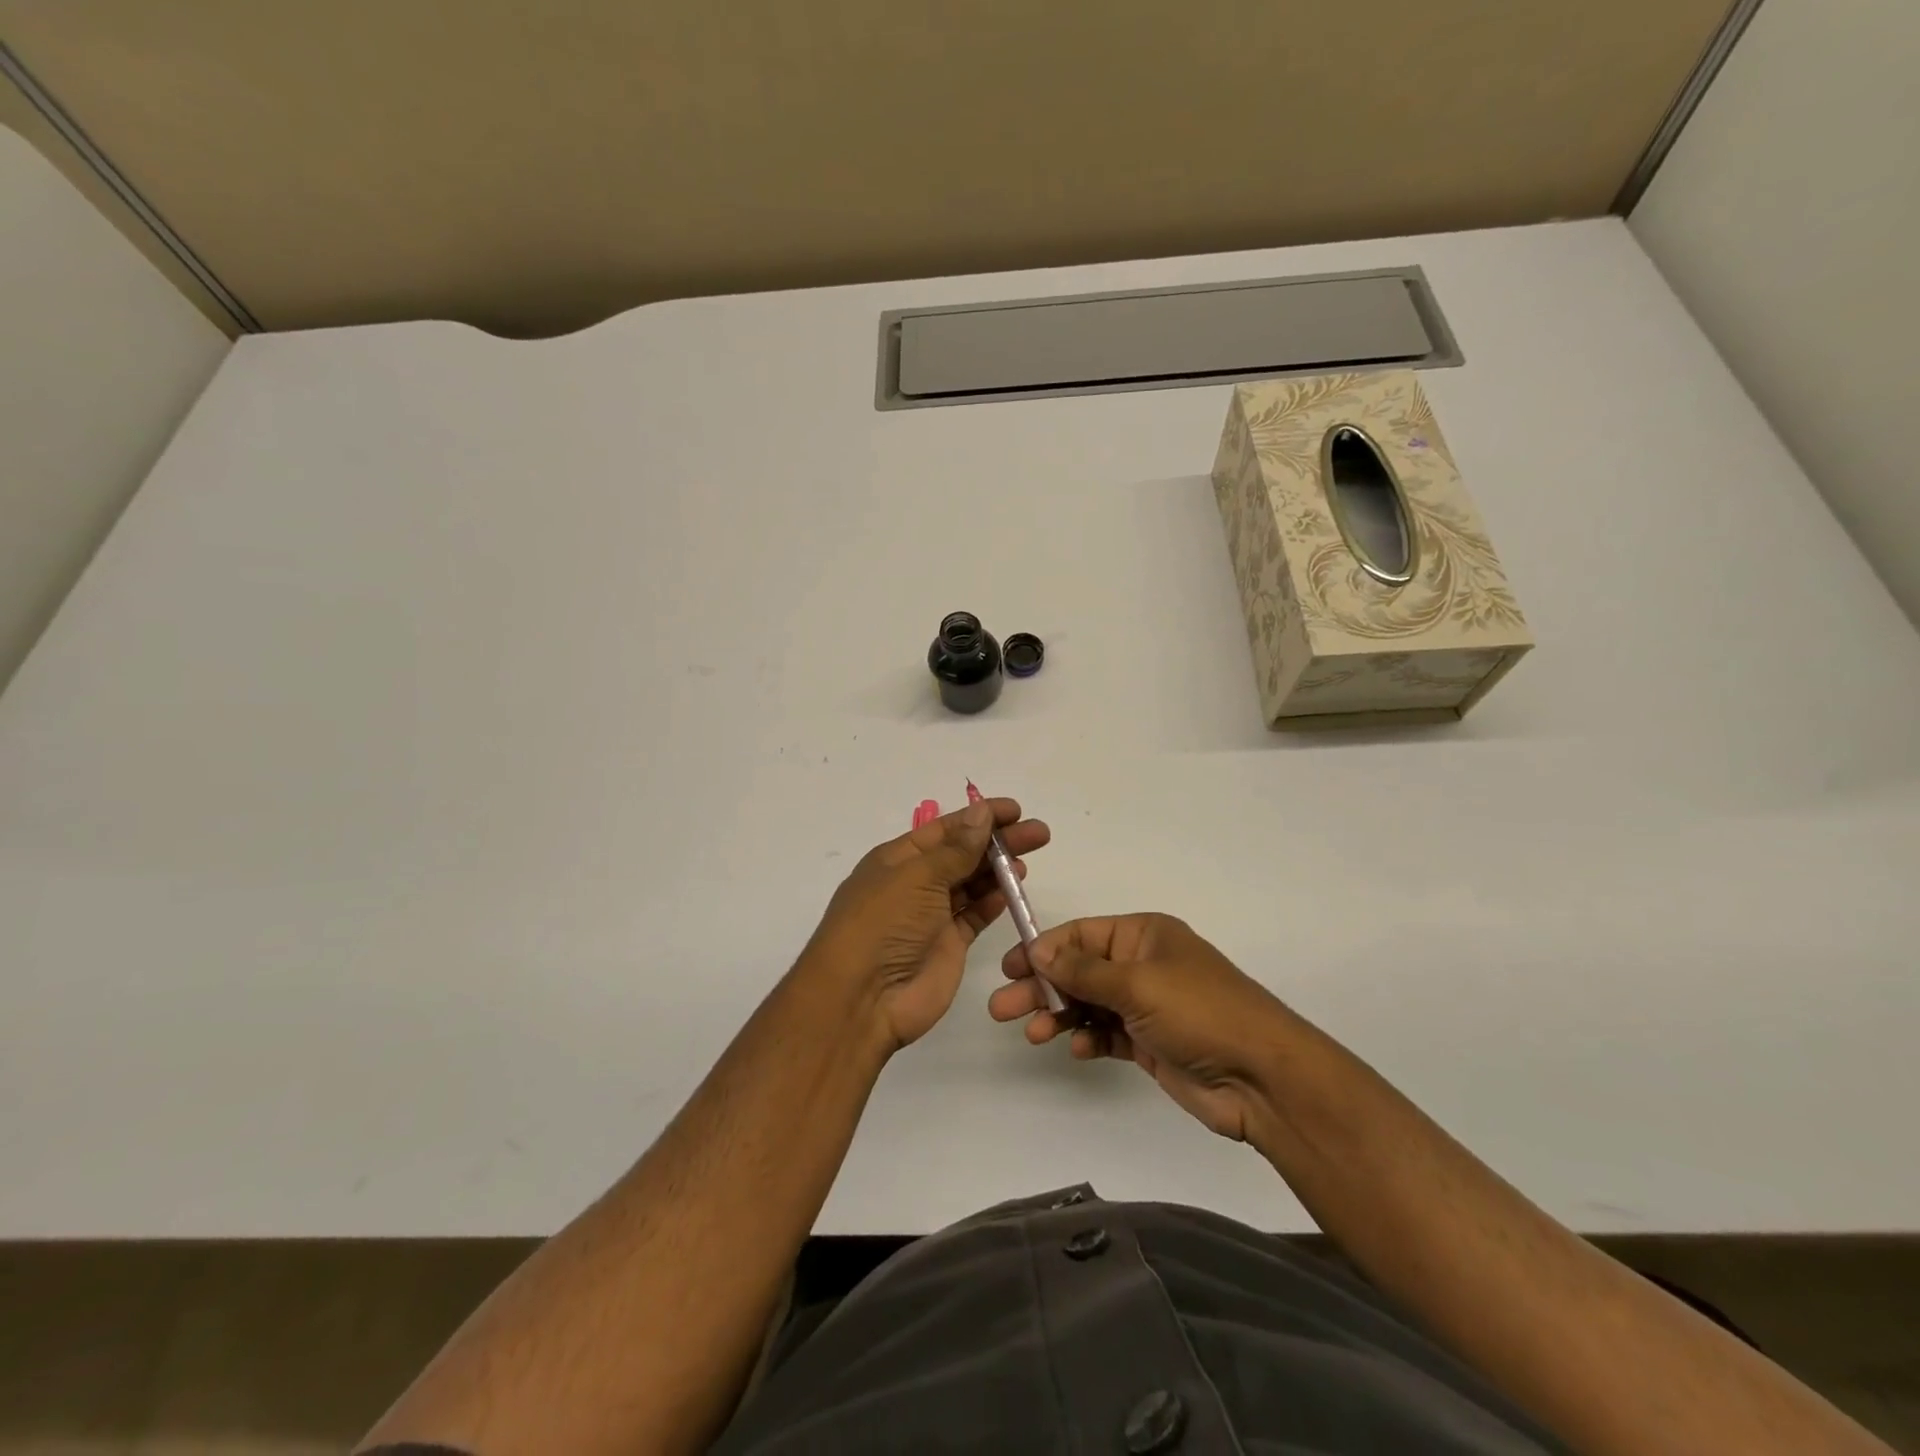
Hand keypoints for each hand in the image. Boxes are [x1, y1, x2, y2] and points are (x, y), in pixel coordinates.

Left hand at [804, 798, 1049, 1051]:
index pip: (945, 829)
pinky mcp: (948, 944)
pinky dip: (994, 901)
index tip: (1016, 810)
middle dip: (998, 841)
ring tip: (1029, 858)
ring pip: (972, 883)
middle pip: (963, 853)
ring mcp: (932, 915)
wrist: (863, 999)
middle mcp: (914, 883)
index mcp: (897, 859)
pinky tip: (1014, 888)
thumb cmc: (883, 925)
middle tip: (1039, 833)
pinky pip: (975, 915)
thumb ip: (956, 849)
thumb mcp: (917, 878)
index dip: (979, 816)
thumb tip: (982, 813)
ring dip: (999, 869)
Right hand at [989, 913, 1290, 1140]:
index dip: (1044, 948)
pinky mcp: (1151, 1043)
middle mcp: (1142, 964)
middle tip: (1001, 1007)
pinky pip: (1108, 1034)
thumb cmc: (1199, 1012)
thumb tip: (1038, 949)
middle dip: (1042, 986)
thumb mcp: (1137, 983)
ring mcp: (1147, 1005)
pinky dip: (1088, 1039)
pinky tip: (1075, 1048)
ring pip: (1089, 1004)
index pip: (1081, 934)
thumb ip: (1083, 970)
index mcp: (1143, 935)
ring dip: (1060, 1015)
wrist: (1262, 1078)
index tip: (1010, 968)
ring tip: (1032, 1034)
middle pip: (1079, 970)